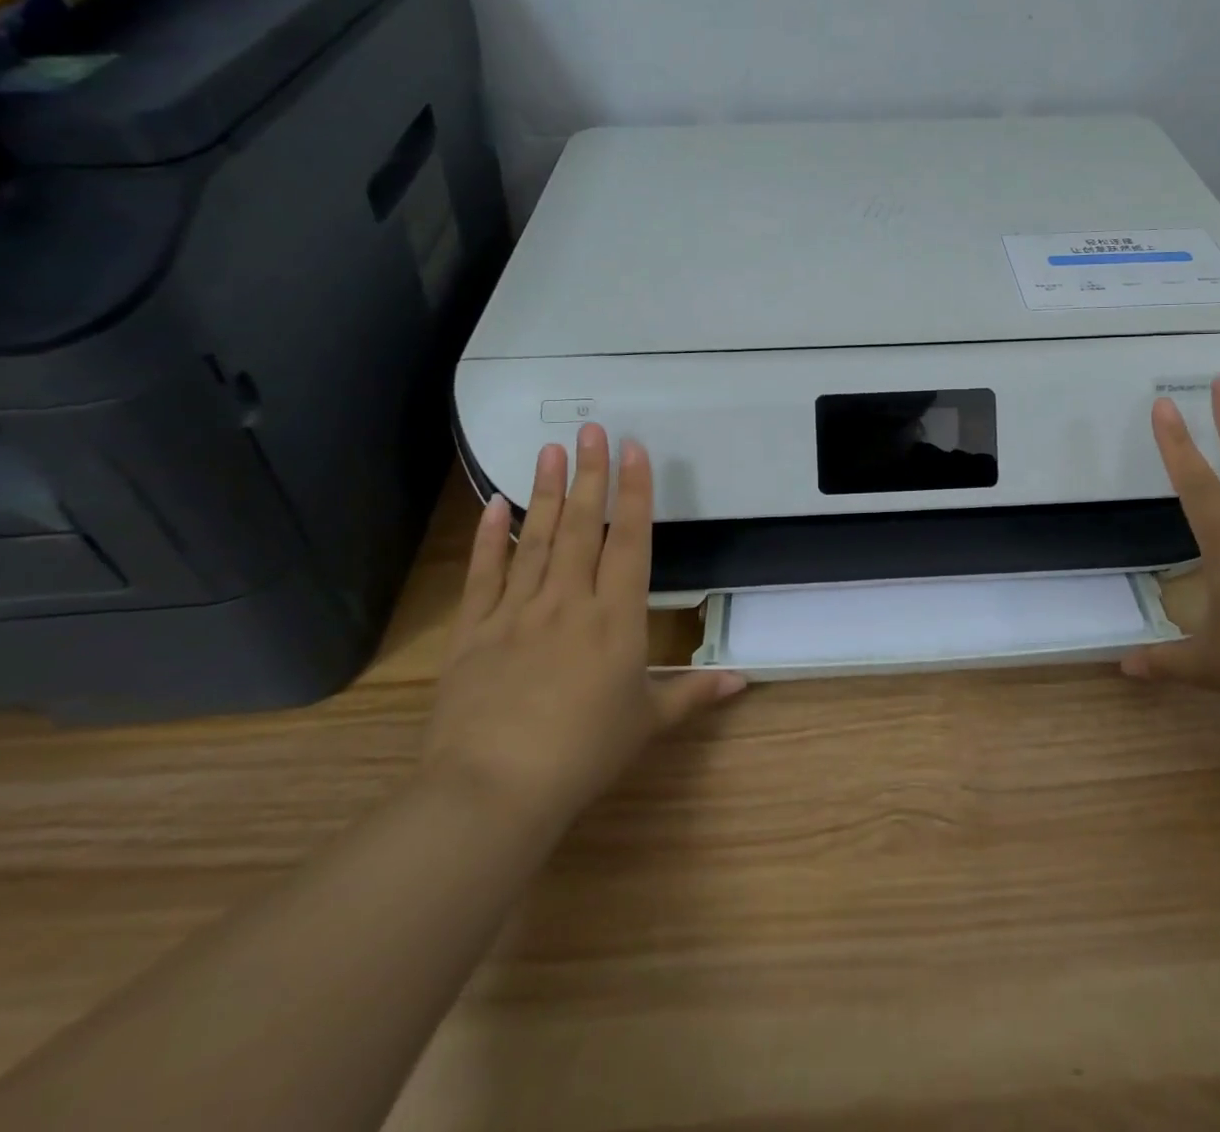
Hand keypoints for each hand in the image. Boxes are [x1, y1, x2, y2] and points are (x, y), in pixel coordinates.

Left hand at [422, 423, 744, 837]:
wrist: (493, 790)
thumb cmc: (583, 754)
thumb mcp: (647, 723)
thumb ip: (693, 693)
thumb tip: (744, 680)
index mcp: (615, 618)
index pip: (629, 541)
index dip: (633, 492)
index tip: (633, 449)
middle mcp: (568, 601)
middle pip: (582, 527)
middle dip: (590, 474)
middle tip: (590, 429)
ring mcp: (517, 612)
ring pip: (536, 540)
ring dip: (546, 492)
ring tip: (549, 450)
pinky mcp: (475, 631)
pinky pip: (484, 574)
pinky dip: (489, 538)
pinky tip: (493, 504)